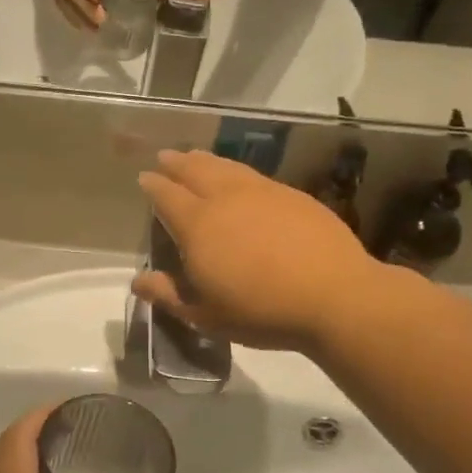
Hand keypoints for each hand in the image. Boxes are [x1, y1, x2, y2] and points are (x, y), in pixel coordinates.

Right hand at [133, 149, 381, 352]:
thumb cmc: (260, 311)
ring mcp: (262, 192)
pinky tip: (240, 177)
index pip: (166, 196)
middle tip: (165, 157)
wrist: (333, 296)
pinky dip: (237, 171)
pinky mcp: (292, 195)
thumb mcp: (205, 316)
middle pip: (194, 170)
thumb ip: (168, 295)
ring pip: (225, 167)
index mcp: (197, 225)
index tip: (144, 178)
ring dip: (205, 160)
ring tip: (196, 156)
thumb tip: (137, 281)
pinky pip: (254, 175)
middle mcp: (225, 198)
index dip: (153, 186)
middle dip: (176, 163)